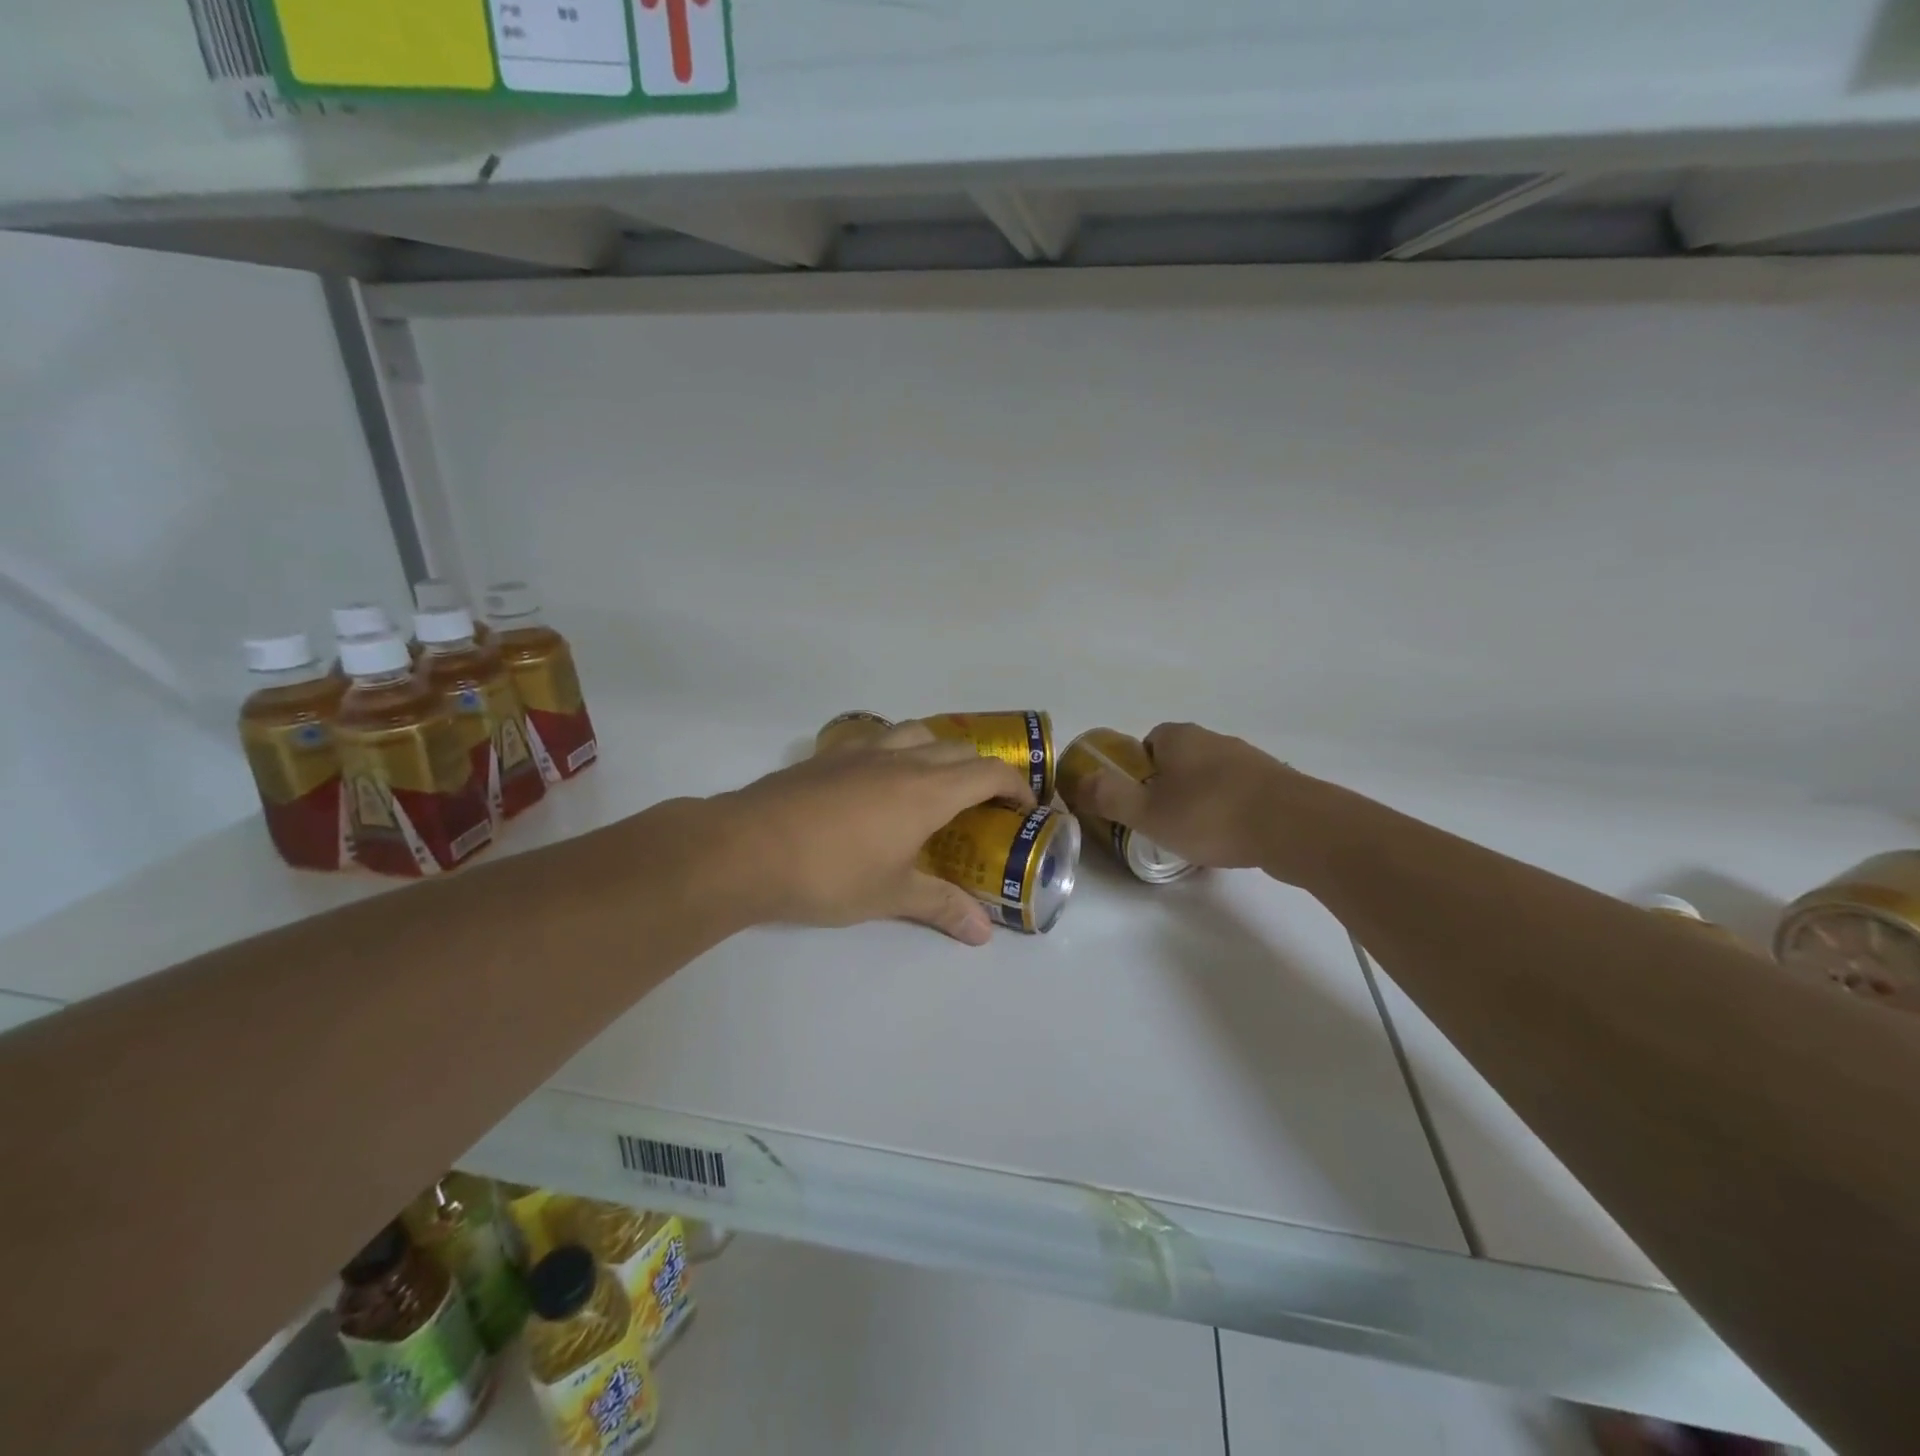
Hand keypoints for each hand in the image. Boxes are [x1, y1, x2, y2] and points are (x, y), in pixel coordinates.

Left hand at [706, 723, 1033, 943]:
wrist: (748, 848)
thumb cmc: (830, 873)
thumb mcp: (891, 896)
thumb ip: (941, 906)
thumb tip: (982, 933)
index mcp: (927, 789)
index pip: (988, 772)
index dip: (1015, 786)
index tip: (1024, 807)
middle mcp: (901, 759)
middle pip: (957, 747)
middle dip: (980, 769)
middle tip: (982, 802)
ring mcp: (861, 751)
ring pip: (915, 732)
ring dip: (937, 750)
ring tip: (933, 783)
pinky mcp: (827, 755)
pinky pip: (875, 738)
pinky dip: (894, 749)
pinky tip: (877, 780)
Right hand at [1080, 722, 1295, 870]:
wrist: (1295, 827)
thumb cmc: (1211, 815)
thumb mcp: (1148, 813)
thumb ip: (1111, 797)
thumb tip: (1081, 781)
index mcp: (1179, 737)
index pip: (1148, 742)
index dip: (1137, 770)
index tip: (1137, 800)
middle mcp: (1214, 739)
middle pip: (1180, 759)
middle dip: (1168, 787)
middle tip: (1162, 822)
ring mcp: (1250, 760)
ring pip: (1211, 777)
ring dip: (1201, 800)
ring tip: (1196, 836)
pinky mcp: (1277, 784)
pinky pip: (1240, 794)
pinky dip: (1230, 812)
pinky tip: (1230, 840)